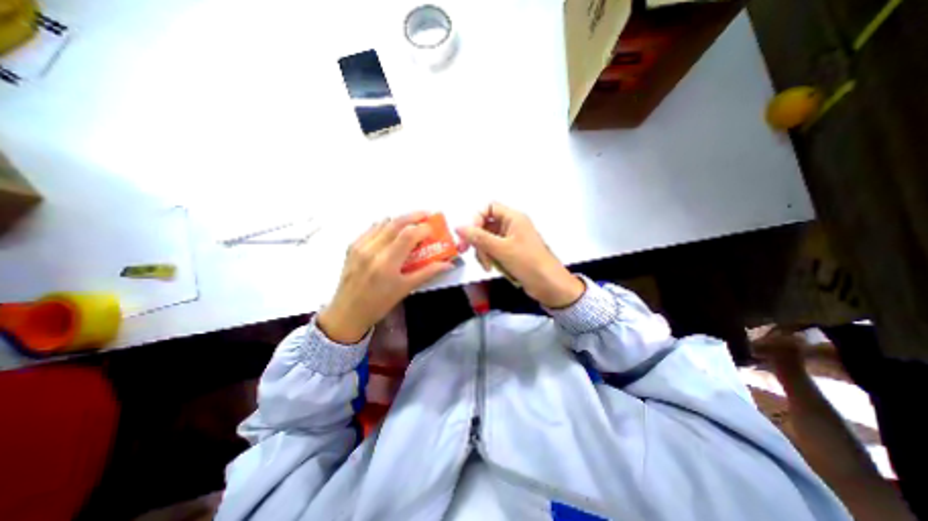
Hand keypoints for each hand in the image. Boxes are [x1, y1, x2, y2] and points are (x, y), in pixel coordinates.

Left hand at [317, 212, 454, 341]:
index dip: (423, 228)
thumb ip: (428, 273)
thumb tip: (448, 264)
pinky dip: (384, 225)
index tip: (433, 229)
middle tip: (426, 215)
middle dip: (413, 216)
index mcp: (387, 263)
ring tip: (411, 222)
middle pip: (396, 223)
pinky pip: (371, 229)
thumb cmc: (379, 304)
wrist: (347, 312)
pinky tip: (391, 230)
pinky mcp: (352, 247)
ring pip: (383, 223)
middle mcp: (372, 250)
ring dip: (399, 220)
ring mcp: (360, 246)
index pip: (408, 235)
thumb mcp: (405, 289)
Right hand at [457, 201, 581, 308]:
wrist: (550, 286)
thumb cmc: (529, 263)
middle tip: (467, 252)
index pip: (489, 208)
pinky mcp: (510, 253)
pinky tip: (491, 268)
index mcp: (513, 218)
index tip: (469, 235)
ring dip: (483, 252)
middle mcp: (511, 226)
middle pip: (485, 225)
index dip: (477, 219)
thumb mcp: (502, 249)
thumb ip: (479, 238)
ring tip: (487, 266)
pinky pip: (493, 251)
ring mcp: (511, 240)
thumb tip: (458, 227)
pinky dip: (489, 258)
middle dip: (477, 240)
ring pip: (487, 240)